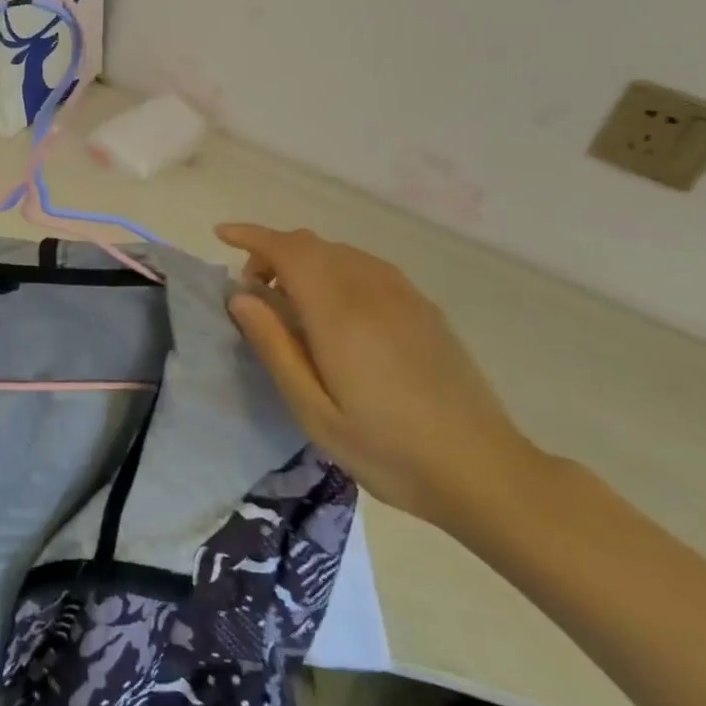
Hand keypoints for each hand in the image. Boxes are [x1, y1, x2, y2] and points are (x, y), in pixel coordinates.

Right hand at [217, 223, 545, 531]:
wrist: (484, 471)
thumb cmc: (387, 450)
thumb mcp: (313, 411)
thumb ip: (275, 348)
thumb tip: (241, 297)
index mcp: (340, 314)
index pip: (288, 250)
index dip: (252, 236)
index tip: (222, 234)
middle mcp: (372, 291)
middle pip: (313, 245)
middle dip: (273, 251)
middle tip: (253, 292)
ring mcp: (404, 297)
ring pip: (341, 252)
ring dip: (305, 259)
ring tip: (290, 301)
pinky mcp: (424, 309)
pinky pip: (368, 266)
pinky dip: (336, 268)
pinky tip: (335, 308)